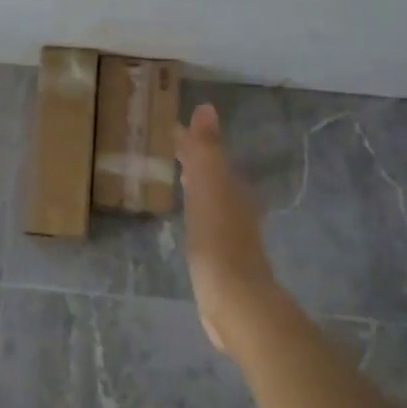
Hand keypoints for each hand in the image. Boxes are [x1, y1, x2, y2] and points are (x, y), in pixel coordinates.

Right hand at [174, 103, 278, 351]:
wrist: (235, 299)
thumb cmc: (218, 240)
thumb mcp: (209, 188)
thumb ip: (207, 150)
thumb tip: (206, 107)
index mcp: (232, 188)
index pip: (208, 155)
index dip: (190, 141)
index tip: (169, 128)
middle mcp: (237, 206)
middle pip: (212, 175)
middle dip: (194, 161)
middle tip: (169, 149)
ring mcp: (232, 234)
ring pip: (212, 198)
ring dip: (196, 185)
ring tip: (177, 178)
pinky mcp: (223, 258)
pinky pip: (207, 222)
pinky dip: (196, 211)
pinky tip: (189, 221)